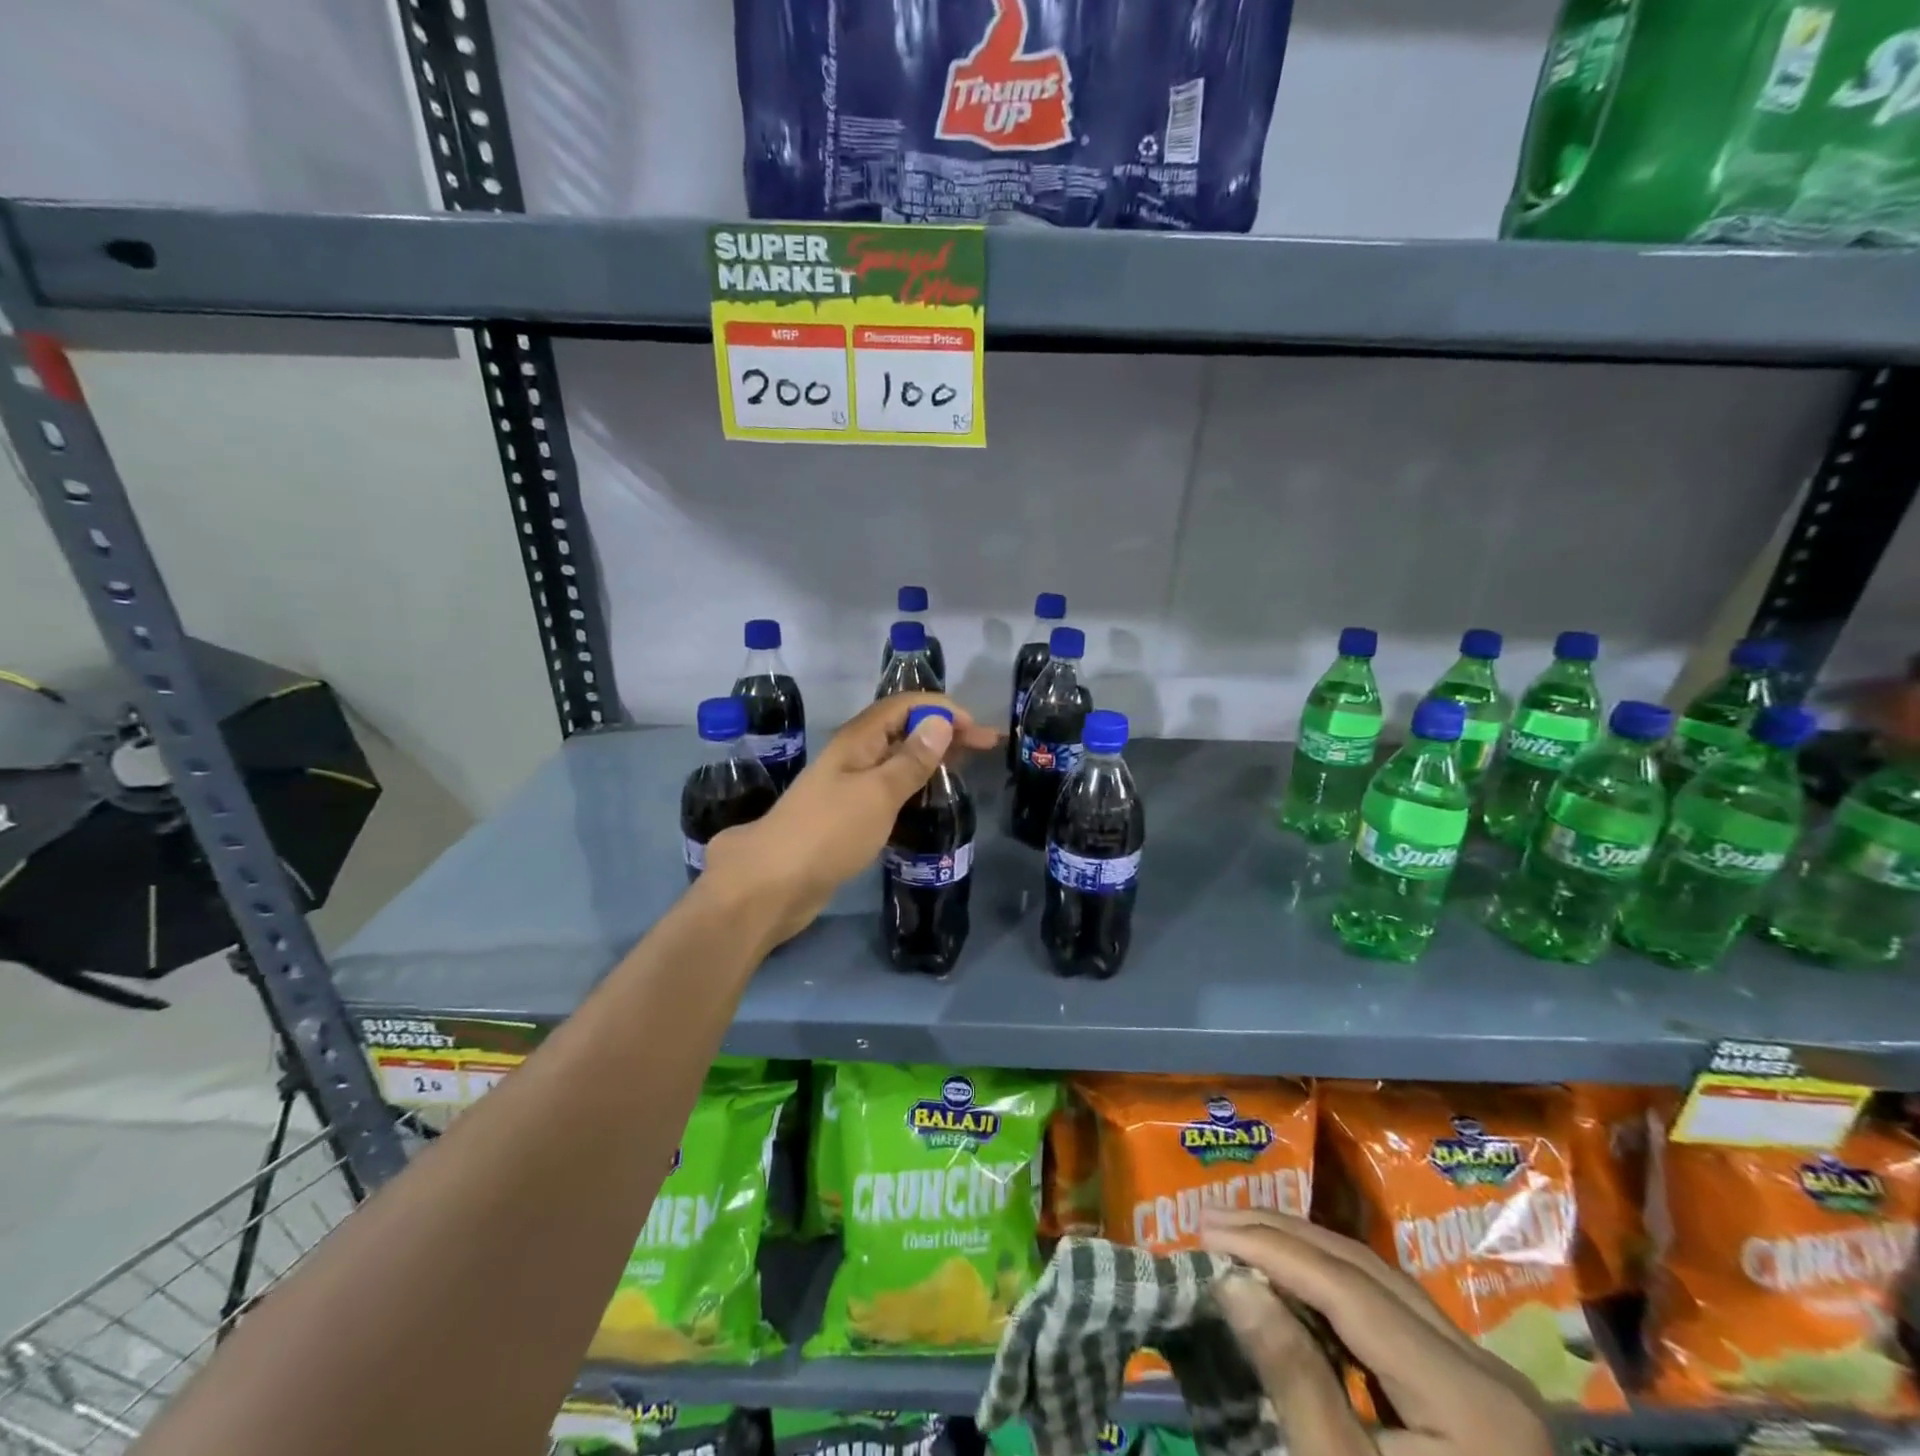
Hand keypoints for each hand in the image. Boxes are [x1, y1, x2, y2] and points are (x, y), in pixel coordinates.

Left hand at [705, 692, 998, 945]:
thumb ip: (911, 760)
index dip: (943, 709)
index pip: (905, 706)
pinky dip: (915, 784)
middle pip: (903, 729)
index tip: (979, 731)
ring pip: (896, 759)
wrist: (772, 885)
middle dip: (944, 731)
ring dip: (931, 757)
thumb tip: (940, 722)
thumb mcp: (877, 793)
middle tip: (985, 748)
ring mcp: (848, 785)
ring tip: (966, 767)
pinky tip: (931, 798)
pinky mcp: (848, 815)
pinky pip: (889, 787)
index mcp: (858, 740)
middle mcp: (853, 755)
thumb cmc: (828, 833)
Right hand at [1201, 1209, 1551, 1455]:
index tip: (1206, 1229)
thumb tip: (1232, 1282)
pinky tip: (1291, 1283)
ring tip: (1240, 1236)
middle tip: (1212, 1219)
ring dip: (1305, 1253)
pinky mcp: (1470, 1394)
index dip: (1274, 1250)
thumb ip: (1295, 1381)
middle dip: (1284, 1238)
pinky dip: (1333, 1287)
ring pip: (1380, 1283)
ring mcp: (1484, 1380)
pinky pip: (1391, 1313)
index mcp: (1470, 1398)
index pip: (1351, 1290)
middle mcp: (1487, 1370)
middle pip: (1367, 1272)